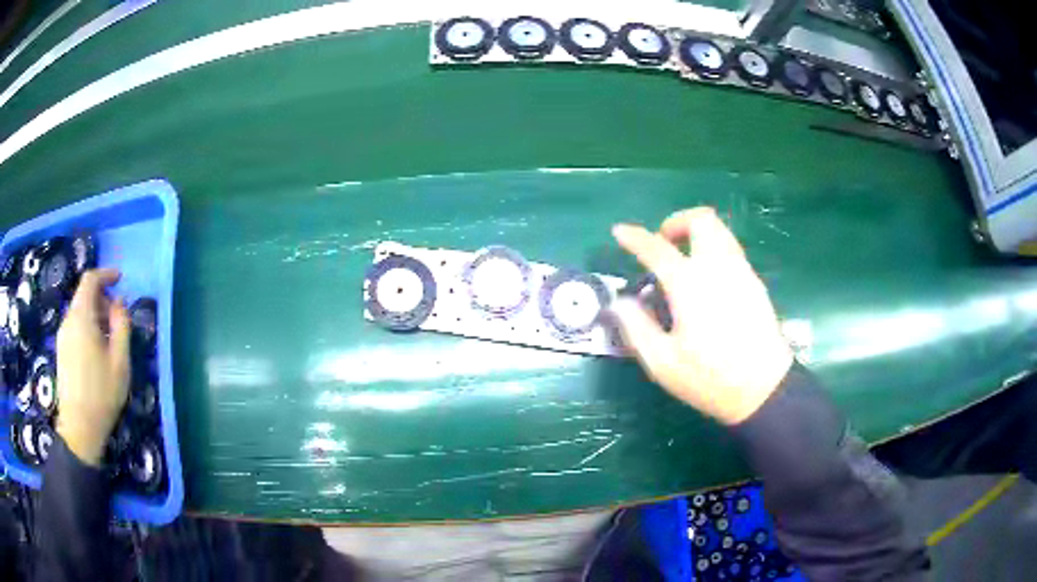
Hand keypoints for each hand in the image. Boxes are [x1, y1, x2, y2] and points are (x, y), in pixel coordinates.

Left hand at [56, 269, 130, 465]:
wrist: (79, 428)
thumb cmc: (101, 394)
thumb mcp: (119, 361)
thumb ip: (121, 325)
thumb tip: (120, 303)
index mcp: (81, 317)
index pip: (90, 280)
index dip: (105, 274)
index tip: (120, 278)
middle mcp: (68, 320)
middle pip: (83, 295)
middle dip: (102, 298)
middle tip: (118, 317)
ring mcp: (62, 337)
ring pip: (79, 312)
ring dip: (95, 315)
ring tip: (110, 338)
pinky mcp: (61, 351)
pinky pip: (75, 327)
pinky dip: (87, 327)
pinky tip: (97, 352)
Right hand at [609, 208, 792, 424]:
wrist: (763, 389)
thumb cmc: (709, 378)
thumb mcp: (662, 362)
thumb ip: (637, 327)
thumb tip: (620, 302)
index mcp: (690, 285)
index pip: (657, 248)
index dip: (635, 237)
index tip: (620, 231)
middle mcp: (718, 268)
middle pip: (701, 220)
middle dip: (677, 222)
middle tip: (663, 244)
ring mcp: (741, 272)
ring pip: (720, 231)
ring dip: (697, 233)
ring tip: (683, 259)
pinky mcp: (755, 283)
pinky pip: (731, 249)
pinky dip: (713, 249)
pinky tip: (706, 280)